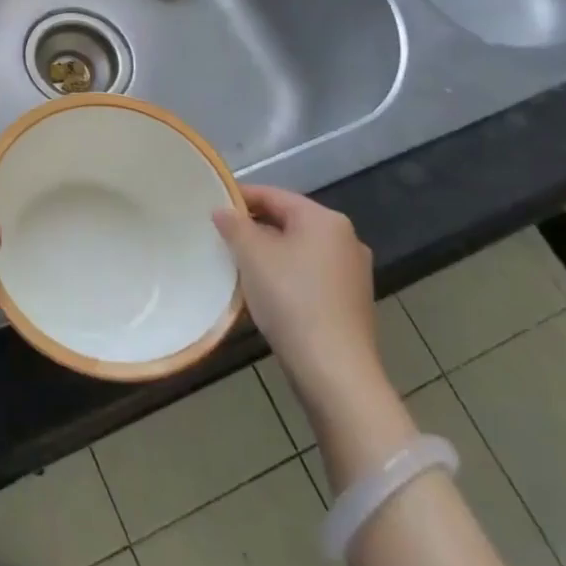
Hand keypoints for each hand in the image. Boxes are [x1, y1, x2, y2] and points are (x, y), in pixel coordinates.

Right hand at [213, 185, 387, 416]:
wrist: (334, 369)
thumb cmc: (291, 299)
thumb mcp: (252, 255)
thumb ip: (234, 225)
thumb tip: (223, 211)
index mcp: (325, 219)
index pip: (274, 195)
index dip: (240, 197)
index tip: (211, 207)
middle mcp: (346, 238)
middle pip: (288, 221)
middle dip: (253, 227)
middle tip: (220, 237)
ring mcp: (353, 272)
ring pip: (299, 249)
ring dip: (269, 253)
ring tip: (237, 265)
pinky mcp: (351, 301)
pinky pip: (310, 274)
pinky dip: (286, 275)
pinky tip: (265, 292)